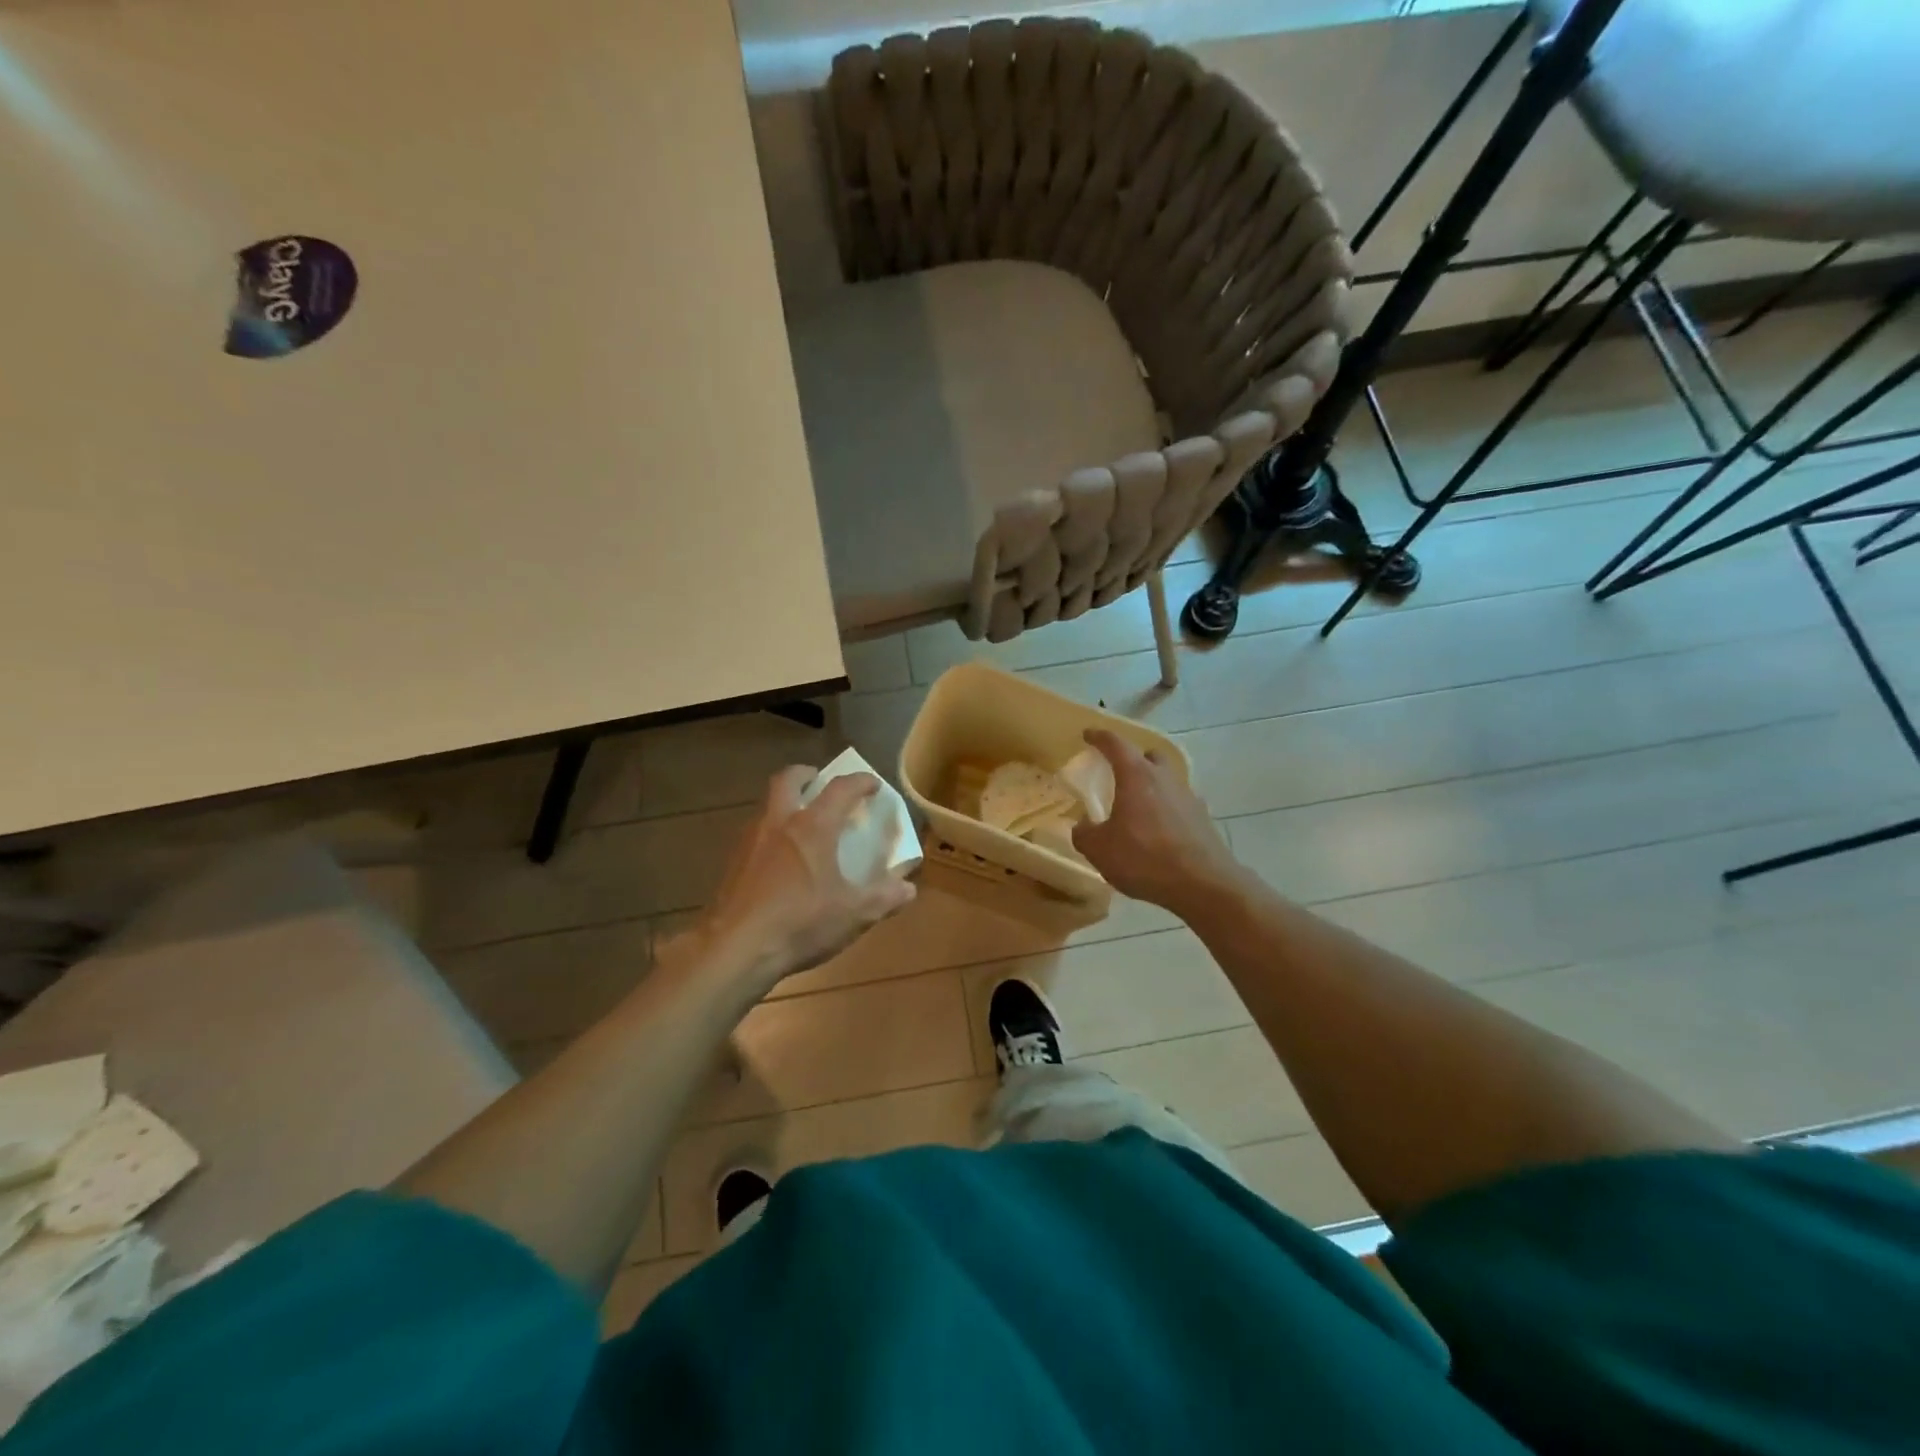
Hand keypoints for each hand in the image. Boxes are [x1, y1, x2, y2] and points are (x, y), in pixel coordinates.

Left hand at [694, 766, 915, 987]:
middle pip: (788, 780)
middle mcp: (779, 823)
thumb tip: (908, 889)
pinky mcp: (732, 864)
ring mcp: (750, 841)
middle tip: (819, 782)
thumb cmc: (799, 923)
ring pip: (767, 806)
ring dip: (785, 804)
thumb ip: (884, 898)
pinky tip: (779, 861)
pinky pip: (755, 834)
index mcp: (812, 827)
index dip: (860, 782)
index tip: (872, 784)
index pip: (840, 789)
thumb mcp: (853, 914)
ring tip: (801, 824)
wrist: (734, 949)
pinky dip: (771, 834)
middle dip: (806, 775)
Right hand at [1072, 730, 1240, 915]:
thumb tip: (1083, 826)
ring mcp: (1188, 797)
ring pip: (1167, 780)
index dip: (1099, 737)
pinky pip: (1179, 804)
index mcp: (1137, 776)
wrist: (1203, 884)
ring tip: (1138, 809)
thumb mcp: (1100, 850)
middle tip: (1119, 774)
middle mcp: (1165, 778)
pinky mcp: (1203, 818)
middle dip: (1134, 759)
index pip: (1115, 744)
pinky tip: (1158, 832)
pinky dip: (1166, 810)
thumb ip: (1084, 834)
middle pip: (1149, 756)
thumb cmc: (1145, 858)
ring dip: (1152, 787)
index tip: (1088, 735)